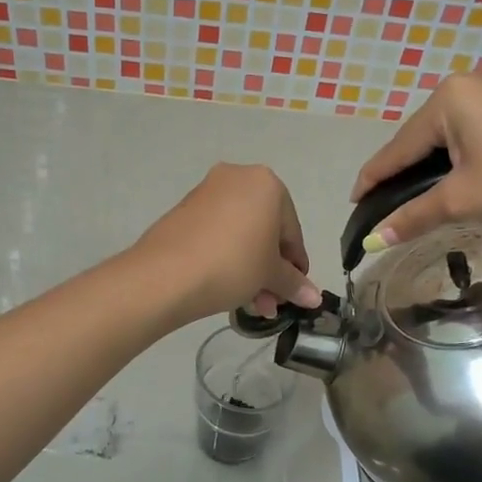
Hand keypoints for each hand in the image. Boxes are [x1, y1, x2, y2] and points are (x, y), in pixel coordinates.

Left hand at [134, 164, 322, 323]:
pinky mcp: (183, 209)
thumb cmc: (233, 265)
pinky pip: (216, 234)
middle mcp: (238, 177)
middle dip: (270, 270)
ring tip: (250, 304)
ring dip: (250, 269)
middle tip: (270, 303)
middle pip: (265, 230)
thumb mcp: (270, 276)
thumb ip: (294, 283)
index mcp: (267, 184)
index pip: (292, 231)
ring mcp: (207, 192)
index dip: (296, 266)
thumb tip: (314, 297)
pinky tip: (227, 288)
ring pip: (240, 234)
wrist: (167, 274)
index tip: (295, 291)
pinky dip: (226, 257)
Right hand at [350, 71, 481, 248]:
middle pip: (427, 132)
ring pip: (458, 127)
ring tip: (434, 187)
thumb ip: (413, 216)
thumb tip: (373, 242)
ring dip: (442, 157)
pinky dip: (473, 147)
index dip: (374, 176)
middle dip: (410, 166)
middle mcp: (475, 79)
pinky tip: (479, 168)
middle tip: (395, 199)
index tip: (355, 198)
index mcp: (450, 97)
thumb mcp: (462, 201)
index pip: (399, 146)